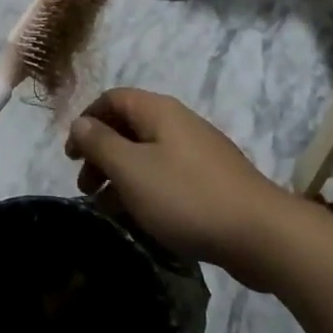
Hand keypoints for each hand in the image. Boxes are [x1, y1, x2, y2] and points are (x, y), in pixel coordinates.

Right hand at [65, 88, 295, 287]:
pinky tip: (140, 218)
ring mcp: (199, 151)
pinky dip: (146, 189)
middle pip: (129, 126)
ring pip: (147, 154)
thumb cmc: (186, 197)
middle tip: (85, 187)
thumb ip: (100, 143)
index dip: (87, 121)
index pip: (112, 99)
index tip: (70, 156)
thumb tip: (80, 123)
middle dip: (101, 153)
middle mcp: (178, 122)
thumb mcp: (132, 169)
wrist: (261, 234)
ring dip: (121, 176)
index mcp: (158, 111)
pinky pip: (167, 175)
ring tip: (107, 209)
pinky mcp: (212, 180)